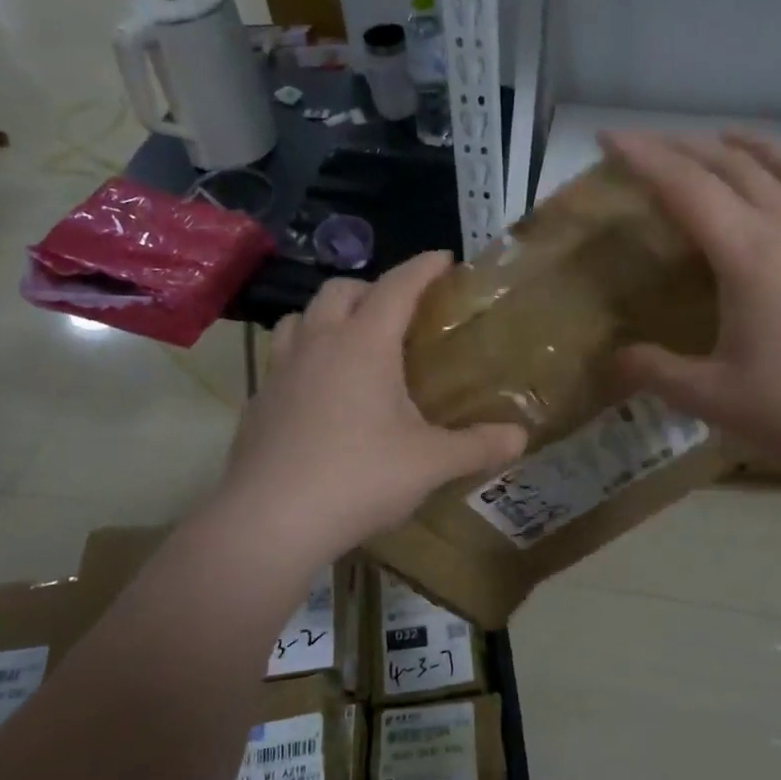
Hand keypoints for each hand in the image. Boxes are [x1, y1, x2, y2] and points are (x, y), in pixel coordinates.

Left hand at [216, 252, 526, 563]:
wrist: (270, 521)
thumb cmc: (359, 478)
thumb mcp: (430, 463)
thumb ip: (478, 446)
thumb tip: (521, 437)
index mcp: (364, 344)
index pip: (397, 287)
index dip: (423, 268)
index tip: (444, 258)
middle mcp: (318, 344)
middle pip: (340, 290)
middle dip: (372, 288)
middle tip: (399, 312)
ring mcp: (281, 372)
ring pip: (301, 318)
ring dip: (328, 316)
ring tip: (353, 343)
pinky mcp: (259, 402)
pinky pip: (283, 359)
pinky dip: (305, 356)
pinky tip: (320, 393)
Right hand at [604, 130, 780, 491]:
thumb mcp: (711, 398)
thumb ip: (655, 372)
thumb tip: (614, 360)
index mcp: (747, 253)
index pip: (685, 187)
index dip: (643, 157)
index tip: (607, 136)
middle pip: (733, 166)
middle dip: (686, 147)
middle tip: (651, 145)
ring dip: (752, 146)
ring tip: (726, 137)